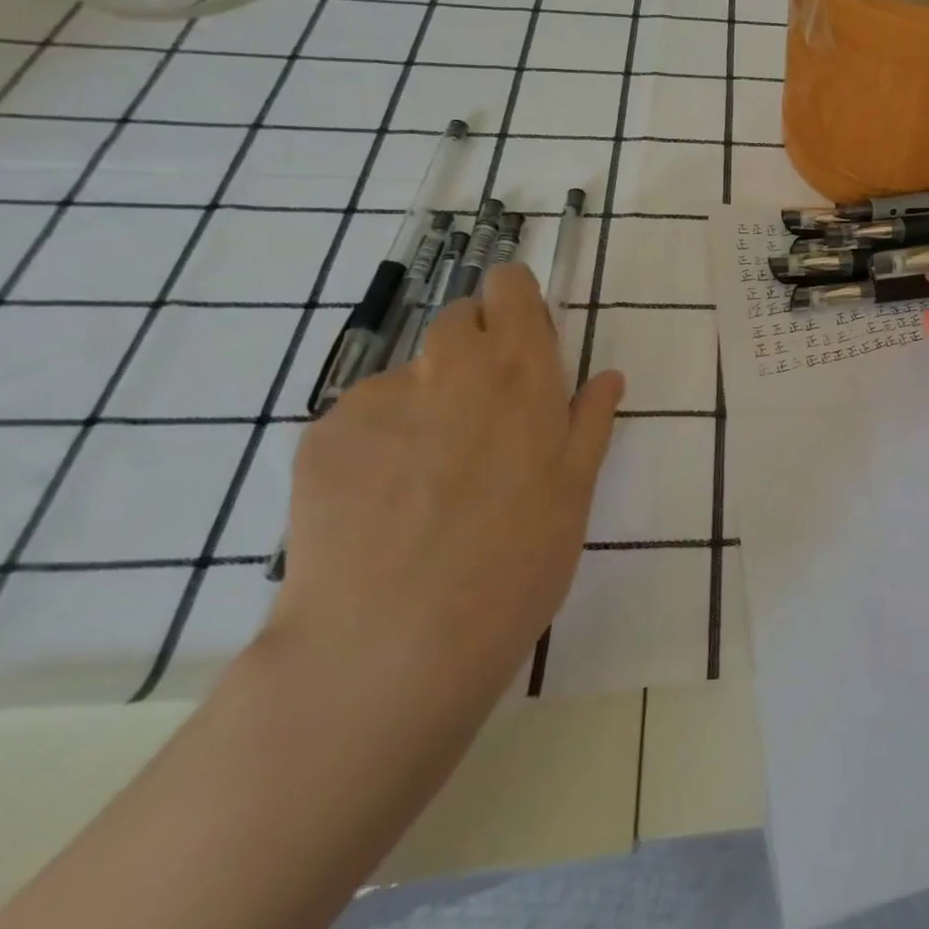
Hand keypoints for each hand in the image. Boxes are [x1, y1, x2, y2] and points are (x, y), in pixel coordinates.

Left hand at [268, 264, 624, 707]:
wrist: (394, 642)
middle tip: (483, 417)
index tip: (523, 339)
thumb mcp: (576, 491)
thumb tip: (607, 377)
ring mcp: (378, 397)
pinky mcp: (321, 436)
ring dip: (425, 402)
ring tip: (427, 480)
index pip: (509, 287)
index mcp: (520, 371)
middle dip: (474, 349)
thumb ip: (590, 421)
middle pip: (458, 319)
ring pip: (409, 376)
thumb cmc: (516, 561)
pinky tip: (383, 505)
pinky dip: (377, 444)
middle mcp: (449, 365)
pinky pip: (361, 419)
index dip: (515, 301)